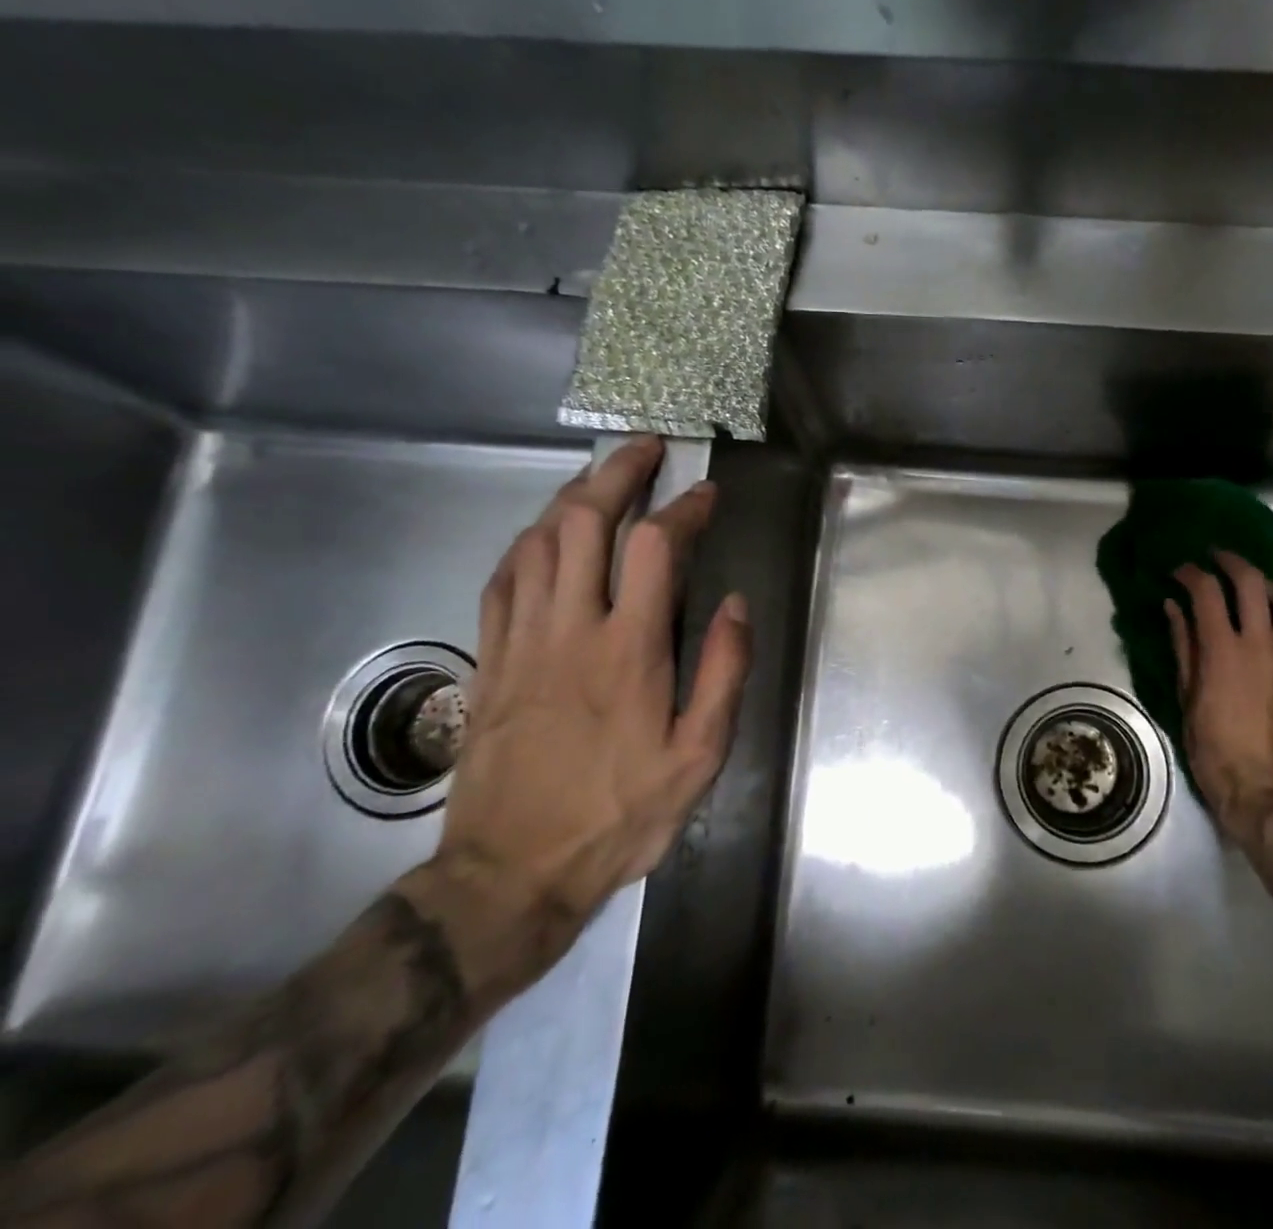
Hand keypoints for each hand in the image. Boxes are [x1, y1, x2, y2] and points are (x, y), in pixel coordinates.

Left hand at [436, 435, 751, 951]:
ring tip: (602, 475)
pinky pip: (503, 578)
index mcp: (629, 650)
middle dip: (618, 472)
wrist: (510, 874)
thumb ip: (723, 674)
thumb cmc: (618, 814)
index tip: (707, 494)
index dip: (684, 509)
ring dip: (572, 496)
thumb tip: (734, 603)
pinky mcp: (490, 659)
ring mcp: (522, 640)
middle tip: (646, 448)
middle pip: (585, 522)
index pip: (655, 548)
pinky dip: (529, 541)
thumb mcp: (698, 758)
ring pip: (538, 540)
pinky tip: (546, 533)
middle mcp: (570, 628)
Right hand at [1165, 553, 1272, 850]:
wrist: (1262, 787)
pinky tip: (1266, 627)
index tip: (1178, 570)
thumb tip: (1173, 607)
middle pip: (1252, 581)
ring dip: (1272, 588)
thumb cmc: (1213, 747)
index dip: (1190, 572)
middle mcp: (1260, 644)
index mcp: (1224, 650)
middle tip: (1214, 558)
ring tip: (1254, 592)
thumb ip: (1183, 645)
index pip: (1207, 591)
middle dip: (1231, 561)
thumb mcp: (1186, 696)